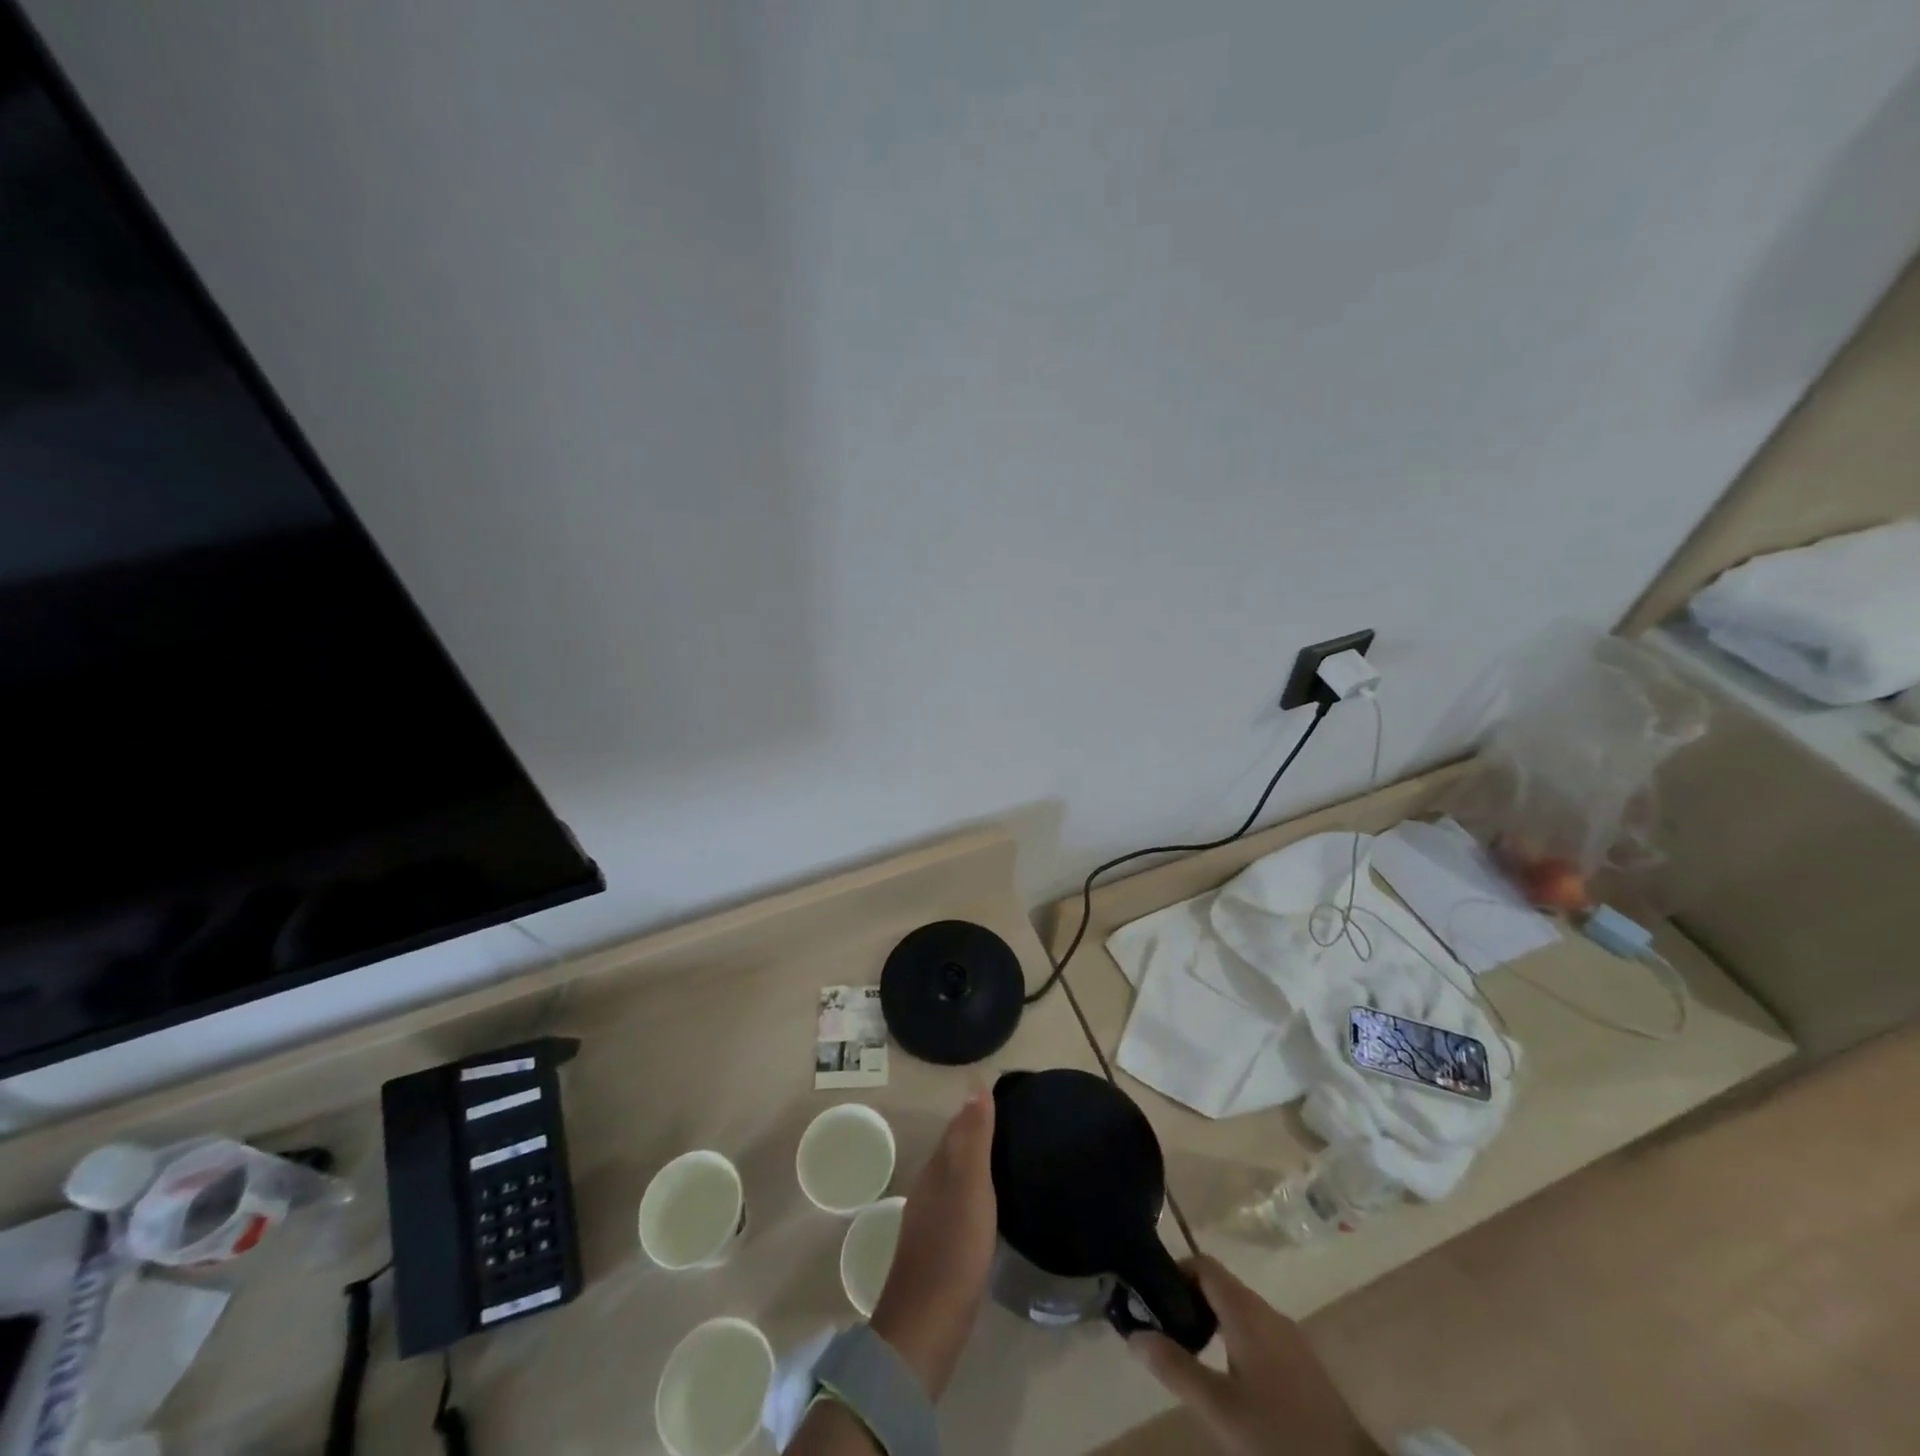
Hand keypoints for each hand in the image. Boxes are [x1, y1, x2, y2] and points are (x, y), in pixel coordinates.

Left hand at [868, 1087, 996, 1400]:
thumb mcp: (971, 1186)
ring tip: (1005, 1160)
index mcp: (937, 1169)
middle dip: (976, 1135)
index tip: (1005, 1098)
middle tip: (1012, 1125)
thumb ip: (973, 1137)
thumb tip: (975, 1083)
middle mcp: (929, 1188)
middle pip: (954, 1151)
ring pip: (954, 1179)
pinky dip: (973, 1196)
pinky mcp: (936, 1250)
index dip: (977, 1111)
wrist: (926, 1326)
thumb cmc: (953, 1249)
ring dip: (974, 1166)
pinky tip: (987, 1208)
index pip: (957, 1127)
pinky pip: (956, 1206)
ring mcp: (929, 1221)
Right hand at [1129, 1256, 1381, 1455]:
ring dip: (1211, 1320)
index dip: (1175, 1271)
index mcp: (1247, 1311)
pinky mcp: (1301, 1363)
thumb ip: (1176, 1368)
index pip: (1204, 1265)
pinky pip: (1257, 1332)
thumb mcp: (1219, 1408)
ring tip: (1188, 1352)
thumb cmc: (1279, 1436)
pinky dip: (1232, 1338)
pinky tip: (1225, 1375)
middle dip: (1189, 1299)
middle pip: (1220, 1286)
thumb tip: (1134, 1334)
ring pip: (1239, 1311)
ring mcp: (1289, 1337)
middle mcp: (1268, 1313)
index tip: (1153, 1296)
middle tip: (1165, 1327)